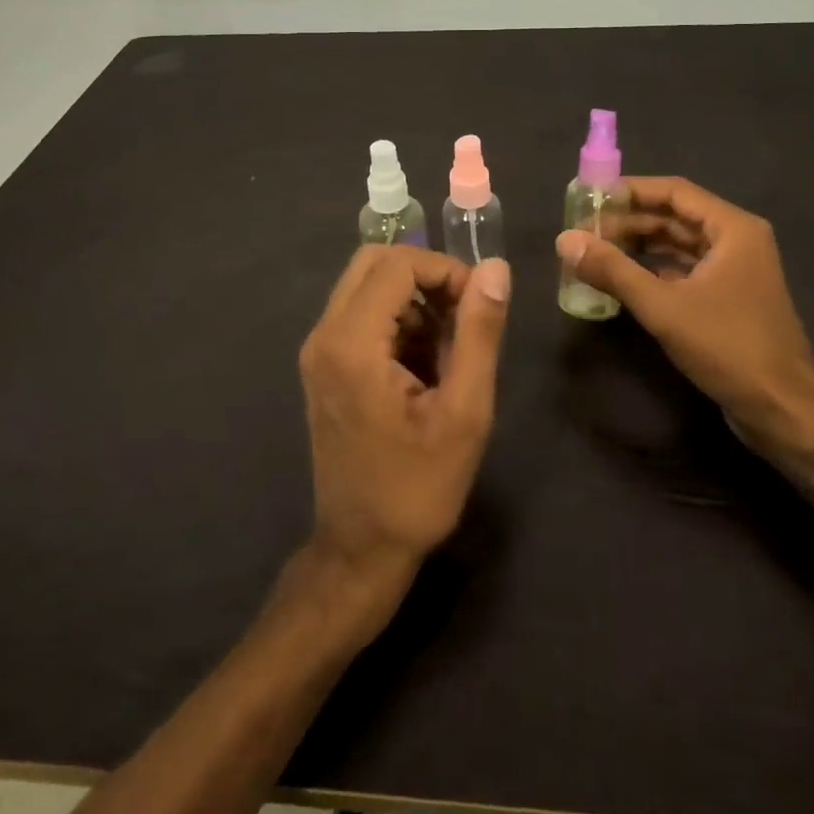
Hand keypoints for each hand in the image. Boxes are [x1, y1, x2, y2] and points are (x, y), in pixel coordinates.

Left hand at [298, 245, 509, 595]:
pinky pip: (360, 314)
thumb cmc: (418, 487)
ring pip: (366, 285)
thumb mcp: (465, 411)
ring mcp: (318, 351)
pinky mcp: (323, 366)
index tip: (479, 304)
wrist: (362, 550)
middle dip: (426, 276)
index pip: (397, 263)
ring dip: (412, 298)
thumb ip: (479, 332)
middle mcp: (323, 335)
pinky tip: (425, 363)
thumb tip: (495, 268)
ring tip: (451, 344)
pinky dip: (397, 319)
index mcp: (351, 343)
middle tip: (465, 313)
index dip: (445, 270)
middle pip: (374, 262)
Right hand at [556, 177, 813, 434]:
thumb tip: (564, 240)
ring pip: (679, 244)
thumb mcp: (663, 307)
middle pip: (675, 217)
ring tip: (596, 253)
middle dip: (630, 222)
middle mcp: (738, 240)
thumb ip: (613, 270)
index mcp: (733, 229)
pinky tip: (623, 279)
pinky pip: (686, 269)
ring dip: (640, 246)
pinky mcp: (730, 297)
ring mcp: (736, 270)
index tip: (590, 198)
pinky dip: (655, 270)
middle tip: (585, 232)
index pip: (674, 192)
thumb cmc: (727, 346)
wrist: (782, 409)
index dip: (631, 191)